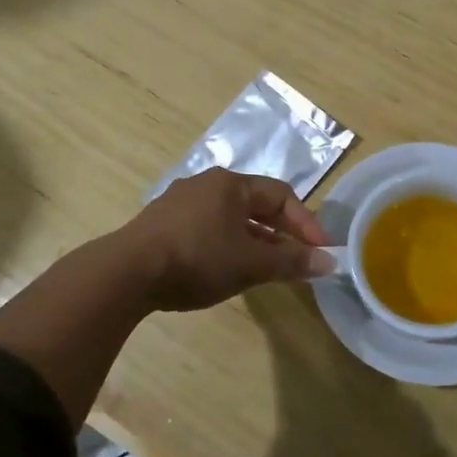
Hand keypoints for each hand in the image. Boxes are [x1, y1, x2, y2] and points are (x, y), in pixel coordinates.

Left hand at [113, 168, 332, 311]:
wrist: (127, 272)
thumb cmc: (197, 258)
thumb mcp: (250, 263)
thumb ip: (291, 262)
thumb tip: (329, 262)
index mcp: (230, 183)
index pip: (281, 195)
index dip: (306, 222)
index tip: (322, 251)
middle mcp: (205, 184)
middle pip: (255, 204)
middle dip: (281, 233)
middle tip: (299, 260)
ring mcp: (180, 203)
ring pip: (230, 218)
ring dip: (255, 241)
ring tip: (268, 269)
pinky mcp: (162, 224)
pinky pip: (208, 229)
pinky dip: (228, 245)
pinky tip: (228, 269)